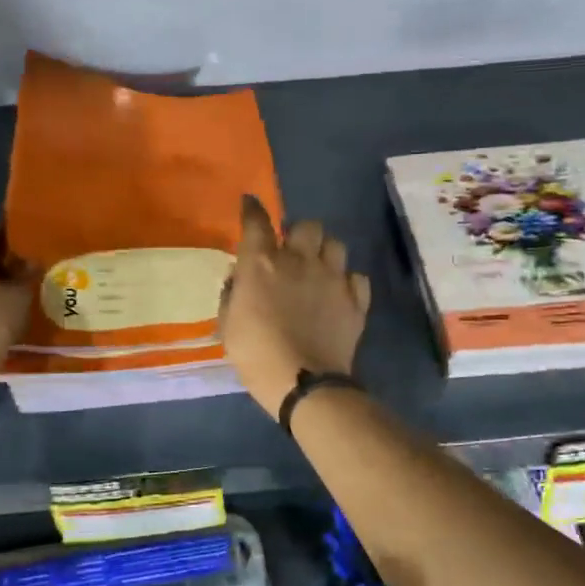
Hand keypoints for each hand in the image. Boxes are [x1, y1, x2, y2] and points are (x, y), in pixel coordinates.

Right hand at [221, 196, 370, 418]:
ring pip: (336, 244)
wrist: (304, 383)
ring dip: (325, 253)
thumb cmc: (255, 354)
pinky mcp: (356, 299)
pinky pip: (356, 277)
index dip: (252, 208)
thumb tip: (240, 277)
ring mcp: (332, 278)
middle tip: (293, 252)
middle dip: (299, 233)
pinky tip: (339, 295)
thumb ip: (232, 294)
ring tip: (319, 271)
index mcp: (262, 264)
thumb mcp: (228, 325)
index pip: (256, 221)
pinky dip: (347, 283)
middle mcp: (299, 260)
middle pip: (307, 225)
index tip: (250, 202)